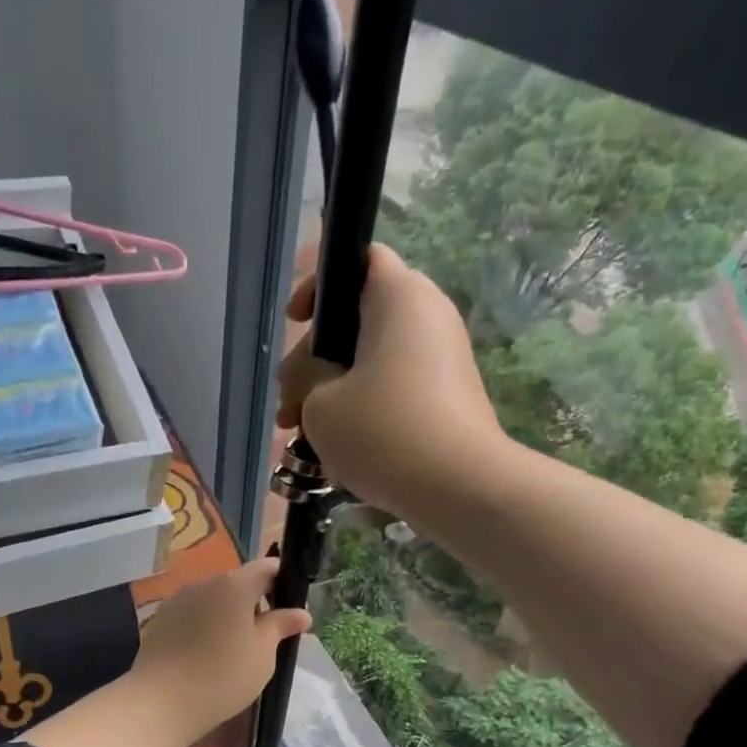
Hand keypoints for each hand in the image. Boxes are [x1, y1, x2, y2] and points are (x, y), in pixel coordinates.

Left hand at [131, 558, 311, 743]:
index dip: (282, 581)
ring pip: (213, 599)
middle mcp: (204, 583)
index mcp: (234, 585)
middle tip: (266, 634)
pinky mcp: (160, 620)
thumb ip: (280, 627)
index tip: (290, 605)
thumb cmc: (223, 676)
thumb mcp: (262, 654)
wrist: (161, 701)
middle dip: (254, 601)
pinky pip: (192, 614)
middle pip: (237, 583)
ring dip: (227, 614)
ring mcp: (178, 600)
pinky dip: (205, 626)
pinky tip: (207, 654)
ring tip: (236, 648)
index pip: (266, 568)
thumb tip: (301, 613)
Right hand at [276, 244, 504, 517]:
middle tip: (286, 408)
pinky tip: (337, 450)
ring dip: (332, 393)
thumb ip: (307, 379)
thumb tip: (317, 381)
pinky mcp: (448, 398)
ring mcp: (443, 360)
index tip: (296, 322)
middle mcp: (428, 317)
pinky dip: (363, 410)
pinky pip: (394, 390)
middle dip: (313, 362)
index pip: (358, 259)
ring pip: (372, 363)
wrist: (459, 486)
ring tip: (301, 436)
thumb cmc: (382, 431)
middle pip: (358, 321)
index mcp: (399, 297)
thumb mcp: (320, 405)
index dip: (319, 283)